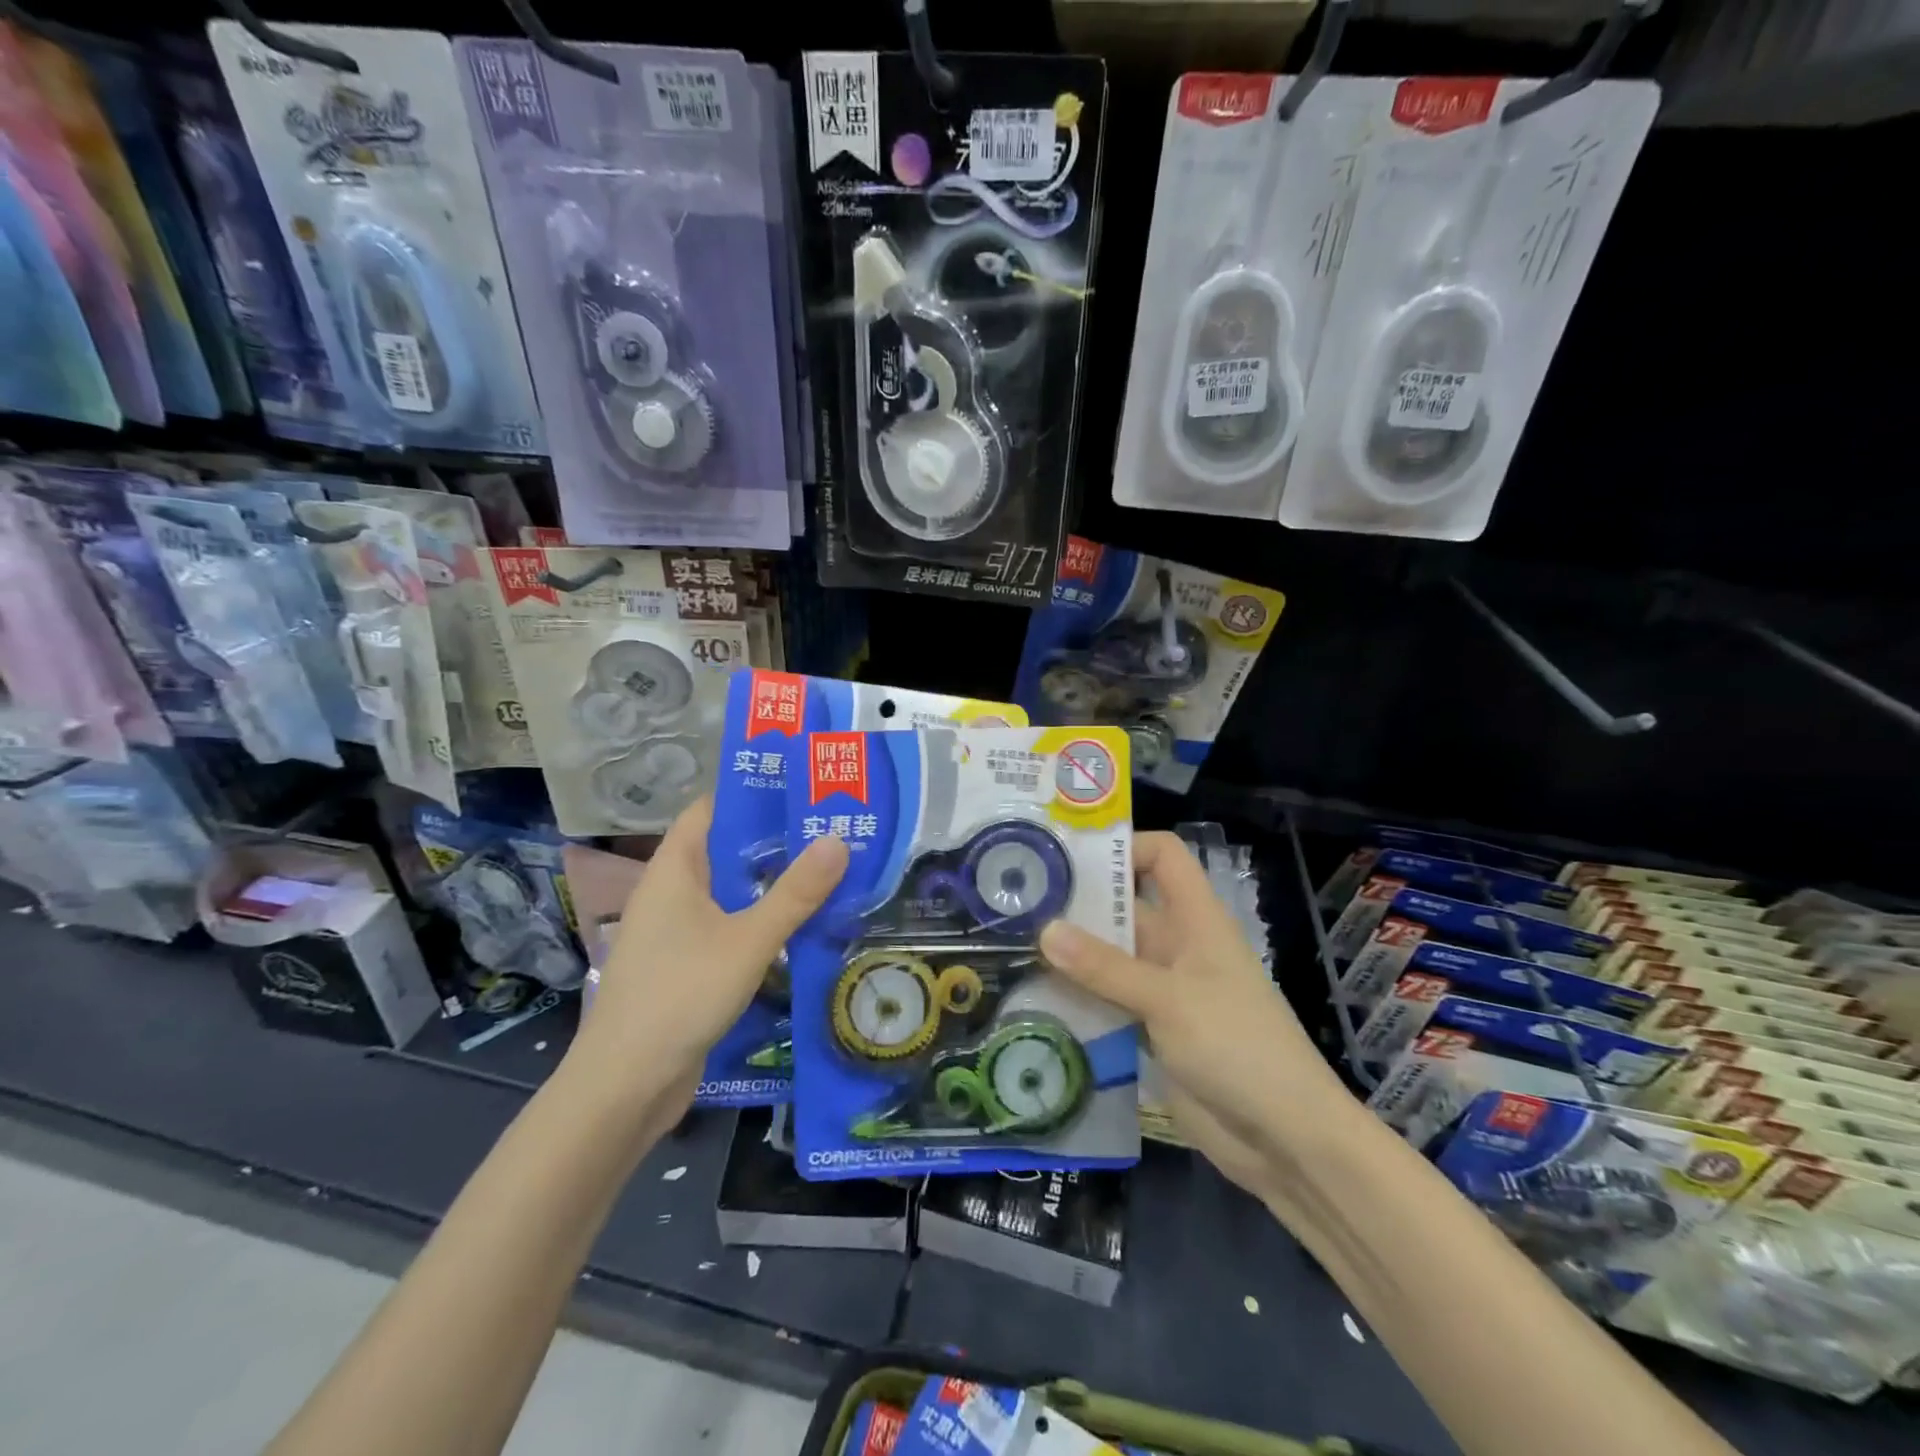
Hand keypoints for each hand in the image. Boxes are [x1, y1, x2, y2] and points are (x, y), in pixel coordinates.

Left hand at [567, 797, 847, 1117]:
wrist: (625, 1084)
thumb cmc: (681, 995)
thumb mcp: (748, 940)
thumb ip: (795, 893)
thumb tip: (838, 839)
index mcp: (674, 870)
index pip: (709, 810)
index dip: (751, 794)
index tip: (801, 788)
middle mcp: (670, 892)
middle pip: (724, 850)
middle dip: (773, 839)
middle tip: (829, 829)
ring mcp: (674, 931)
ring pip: (728, 891)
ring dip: (769, 883)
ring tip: (825, 870)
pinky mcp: (684, 965)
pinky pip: (726, 926)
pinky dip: (758, 919)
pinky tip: (798, 926)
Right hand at [1038, 832, 1347, 1198]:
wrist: (1285, 1140)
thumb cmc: (1238, 1047)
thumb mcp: (1168, 1000)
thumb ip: (1105, 967)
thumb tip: (1043, 929)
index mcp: (1195, 919)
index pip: (1162, 856)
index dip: (1124, 847)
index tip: (1069, 858)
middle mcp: (1177, 945)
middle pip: (1124, 907)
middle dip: (1077, 904)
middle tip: (1016, 904)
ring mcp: (1163, 989)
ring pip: (1109, 957)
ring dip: (1070, 955)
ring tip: (1010, 948)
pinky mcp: (1151, 1030)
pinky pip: (1107, 1001)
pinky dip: (1078, 997)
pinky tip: (1033, 999)